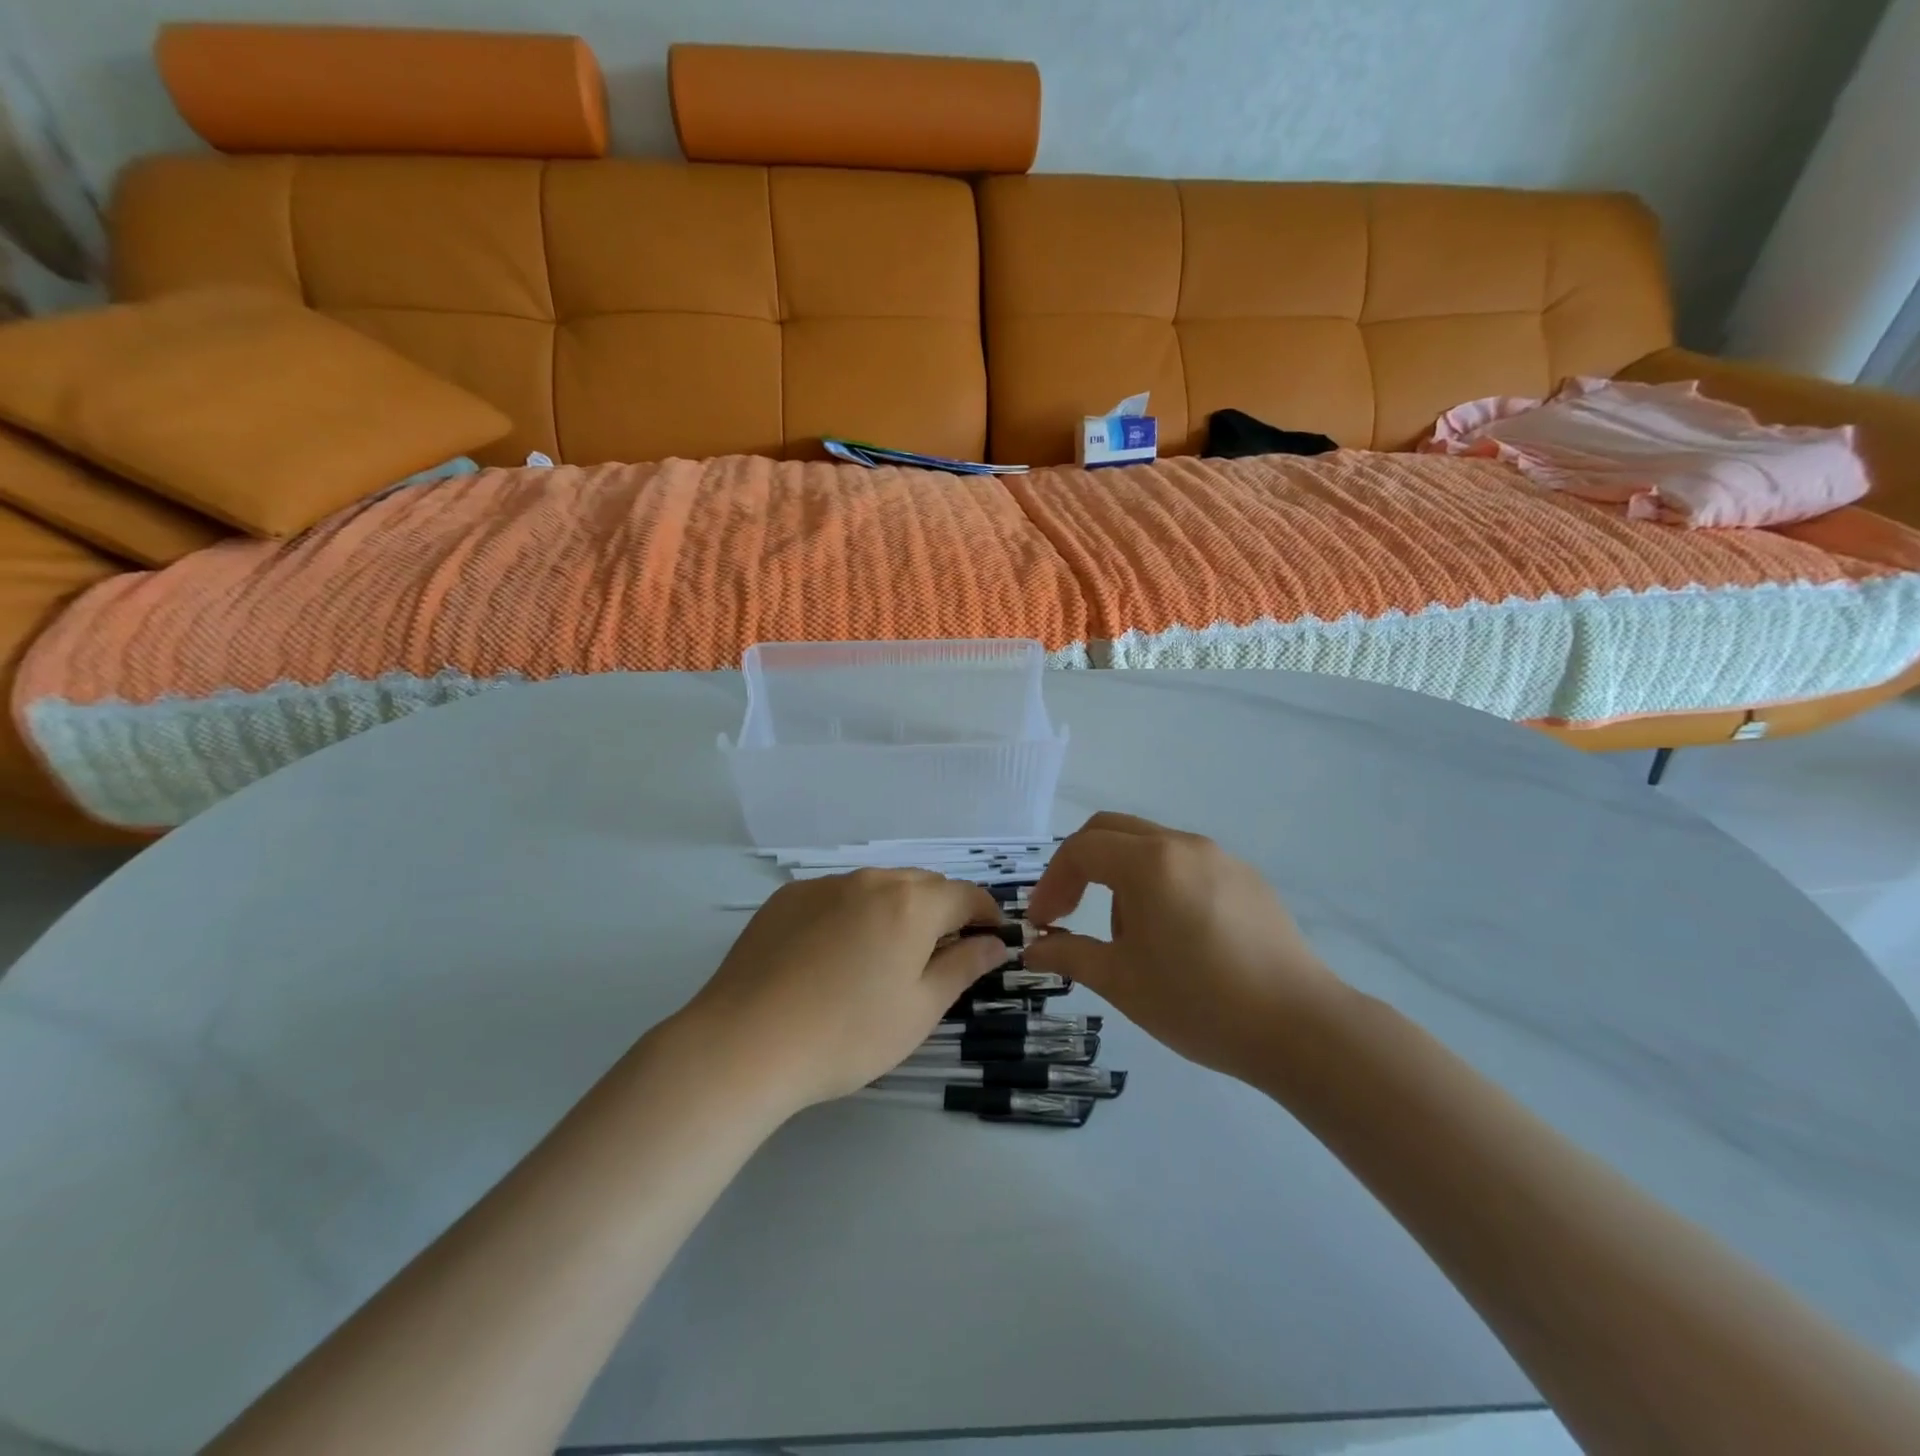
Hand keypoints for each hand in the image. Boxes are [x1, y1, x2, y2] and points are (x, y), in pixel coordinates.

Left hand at [672, 870, 1011, 1114]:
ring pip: (878, 887)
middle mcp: (871, 881)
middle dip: (943, 911)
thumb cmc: (848, 1034)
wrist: (745, 1043)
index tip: (992, 939)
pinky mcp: (787, 898)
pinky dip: (853, 913)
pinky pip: (838, 896)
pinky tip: (834, 955)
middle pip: (923, 885)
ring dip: (897, 910)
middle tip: (940, 956)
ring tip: (885, 956)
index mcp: (912, 904)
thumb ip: (963, 967)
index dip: (986, 914)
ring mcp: (824, 885)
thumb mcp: (920, 1009)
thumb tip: (994, 942)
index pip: (966, 895)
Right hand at [1023, 812, 1344, 1082]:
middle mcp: (1184, 845)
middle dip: (1080, 866)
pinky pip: (1186, 865)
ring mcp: (1221, 858)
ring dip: (1120, 877)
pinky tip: (1175, 938)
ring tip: (1128, 938)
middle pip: (1112, 831)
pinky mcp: (1247, 879)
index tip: (1041, 922)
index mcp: (1150, 862)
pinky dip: (1159, 884)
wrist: (1301, 1028)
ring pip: (1150, 846)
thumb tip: (1034, 948)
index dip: (1051, 882)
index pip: (1081, 849)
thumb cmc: (1200, 1002)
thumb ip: (1070, 954)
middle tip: (1067, 911)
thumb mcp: (1122, 982)